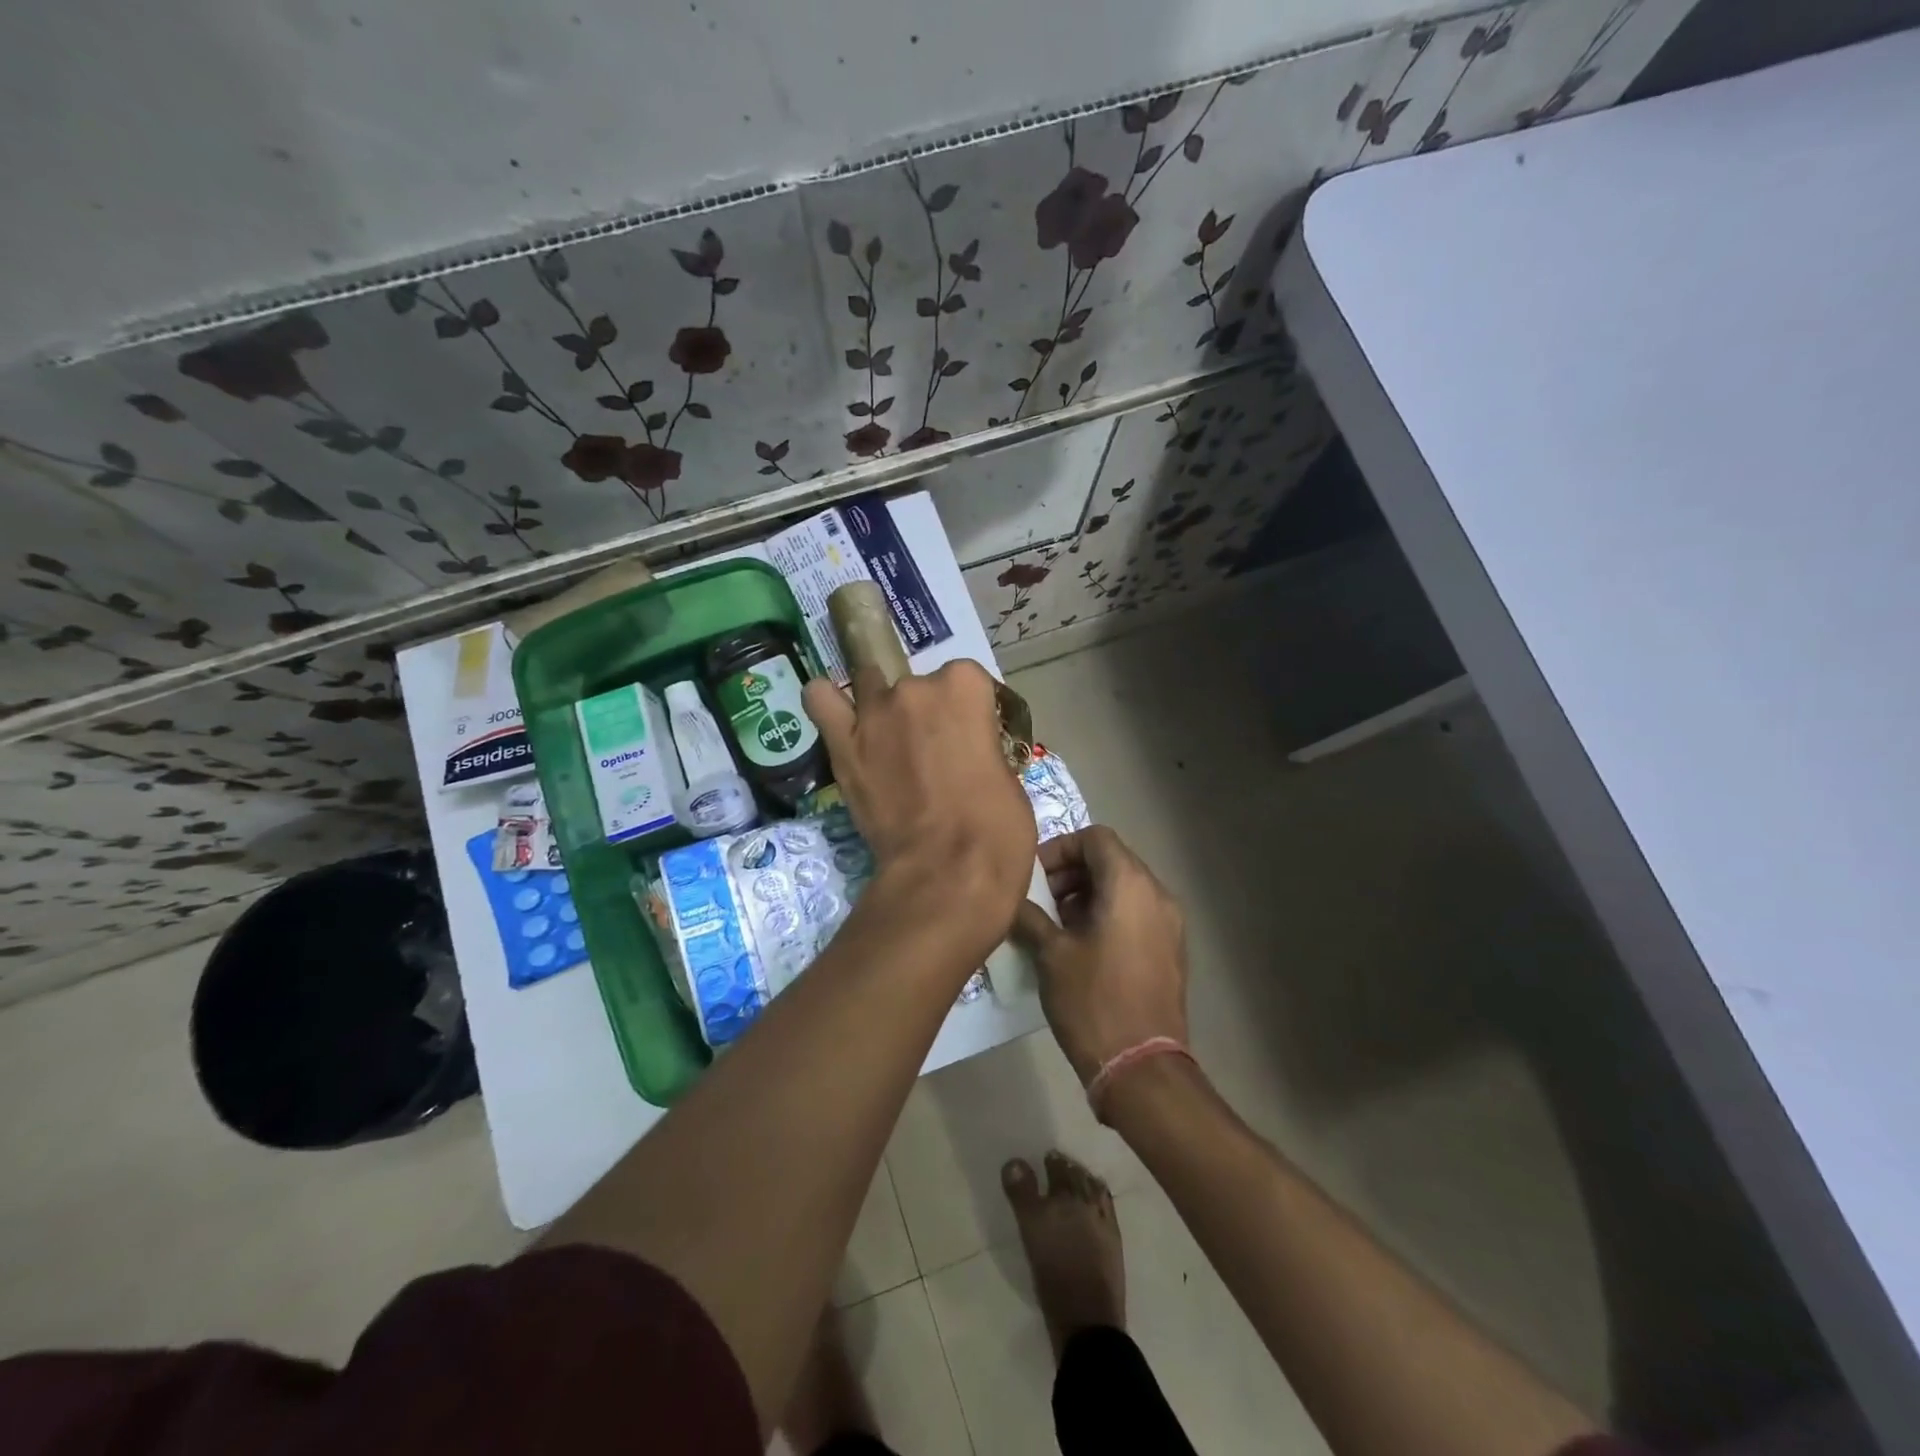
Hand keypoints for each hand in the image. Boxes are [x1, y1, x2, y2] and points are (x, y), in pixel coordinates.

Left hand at [804, 661, 1036, 957]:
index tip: (972, 738)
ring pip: (870, 685)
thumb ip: (982, 746)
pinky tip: (841, 719)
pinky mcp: (842, 744)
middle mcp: (916, 687)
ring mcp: (874, 712)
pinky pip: (820, 700)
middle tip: (933, 754)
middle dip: (926, 714)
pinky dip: (828, 703)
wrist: (947, 873)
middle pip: (919, 685)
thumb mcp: (1008, 776)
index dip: (970, 711)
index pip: (967, 679)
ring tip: (888, 740)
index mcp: (965, 686)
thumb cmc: (996, 829)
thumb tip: (969, 754)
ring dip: (881, 707)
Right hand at [1013, 826, 1188, 1084]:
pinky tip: (1081, 946)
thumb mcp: (1051, 954)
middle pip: (1111, 859)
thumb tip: (1012, 900)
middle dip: (1071, 873)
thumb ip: (1030, 916)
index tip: (1035, 876)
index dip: (1060, 848)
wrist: (1142, 1068)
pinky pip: (1136, 912)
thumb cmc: (1093, 1002)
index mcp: (1130, 885)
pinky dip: (1107, 914)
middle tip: (1040, 900)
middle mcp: (1157, 894)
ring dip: (1087, 894)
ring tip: (1056, 924)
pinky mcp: (1170, 949)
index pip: (1095, 837)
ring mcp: (1169, 923)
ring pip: (1124, 887)